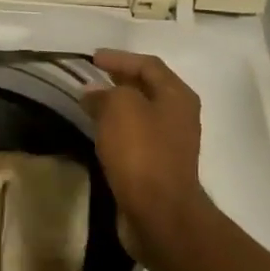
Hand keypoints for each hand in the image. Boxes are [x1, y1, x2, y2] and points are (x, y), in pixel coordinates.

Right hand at [83, 50, 211, 261]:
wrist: (159, 211)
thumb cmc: (141, 153)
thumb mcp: (120, 109)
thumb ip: (105, 93)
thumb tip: (93, 93)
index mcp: (176, 95)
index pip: (148, 64)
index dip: (120, 58)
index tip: (93, 59)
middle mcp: (179, 115)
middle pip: (148, 88)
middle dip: (119, 81)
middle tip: (91, 79)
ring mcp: (171, 142)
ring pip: (141, 114)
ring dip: (117, 106)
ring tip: (91, 104)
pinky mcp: (159, 166)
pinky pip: (136, 137)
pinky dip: (118, 130)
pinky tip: (100, 134)